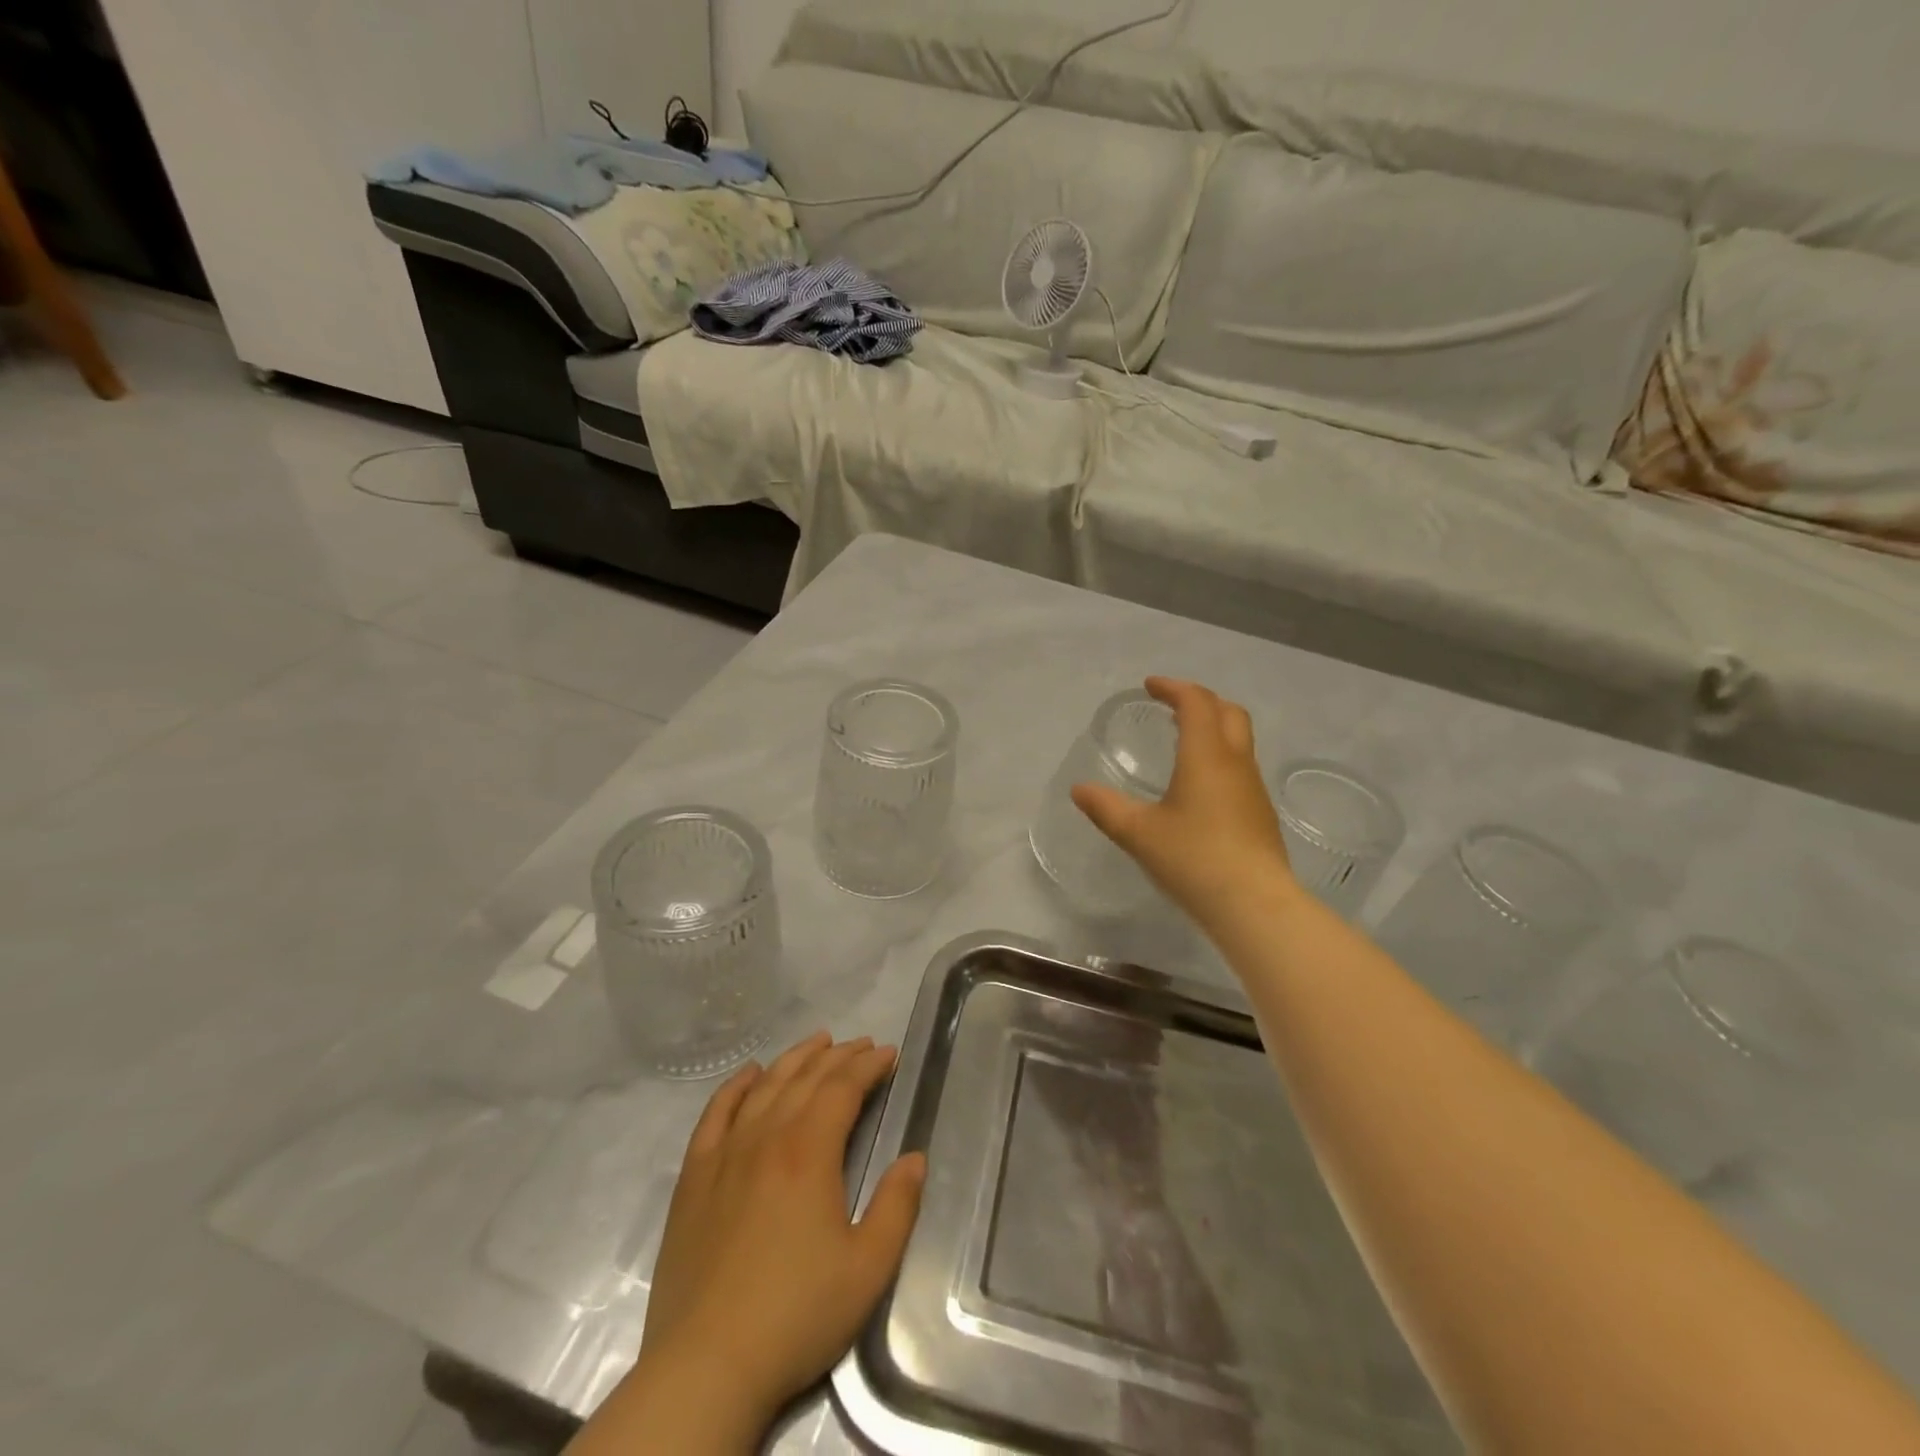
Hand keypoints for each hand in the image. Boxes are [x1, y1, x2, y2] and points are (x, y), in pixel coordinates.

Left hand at [636, 1033, 925, 1433]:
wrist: (706, 1366)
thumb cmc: (795, 1315)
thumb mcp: (867, 1269)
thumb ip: (897, 1207)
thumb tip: (915, 1159)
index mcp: (809, 1152)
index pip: (843, 1088)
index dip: (868, 1066)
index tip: (888, 1053)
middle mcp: (766, 1137)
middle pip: (805, 1078)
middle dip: (838, 1055)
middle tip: (861, 1045)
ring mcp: (724, 1154)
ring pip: (764, 1086)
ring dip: (794, 1059)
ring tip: (817, 1042)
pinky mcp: (693, 1178)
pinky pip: (715, 1114)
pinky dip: (735, 1086)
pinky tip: (749, 1073)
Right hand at [1071, 677, 1295, 930]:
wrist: (1254, 904)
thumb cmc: (1193, 859)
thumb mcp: (1138, 833)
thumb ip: (1106, 808)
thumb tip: (1079, 790)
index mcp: (1206, 756)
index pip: (1196, 702)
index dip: (1174, 688)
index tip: (1151, 686)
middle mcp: (1235, 763)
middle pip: (1229, 712)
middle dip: (1201, 700)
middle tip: (1173, 706)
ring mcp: (1253, 789)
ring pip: (1239, 740)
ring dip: (1214, 728)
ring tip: (1183, 741)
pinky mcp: (1260, 814)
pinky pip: (1240, 768)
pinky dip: (1220, 757)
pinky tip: (1200, 786)